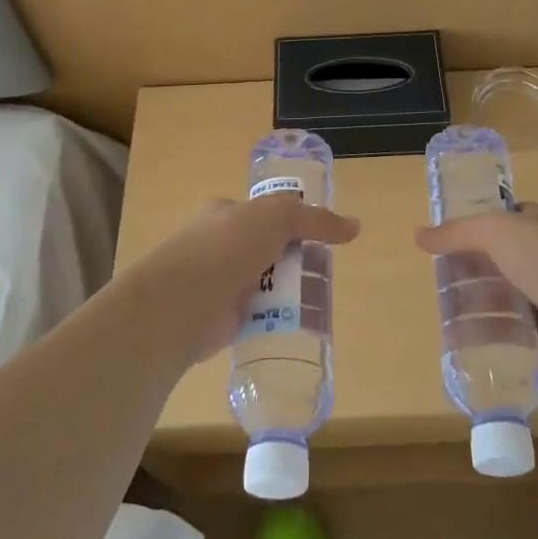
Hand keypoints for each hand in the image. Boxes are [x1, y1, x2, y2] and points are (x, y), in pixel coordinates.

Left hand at [126, 195, 358, 363]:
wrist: (183, 301)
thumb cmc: (226, 247)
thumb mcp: (276, 217)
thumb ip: (315, 219)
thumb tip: (354, 226)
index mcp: (224, 214)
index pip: (263, 212)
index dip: (291, 221)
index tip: (320, 235)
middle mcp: (219, 245)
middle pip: (268, 249)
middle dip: (294, 259)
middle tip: (325, 271)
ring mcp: (219, 283)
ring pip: (264, 284)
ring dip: (287, 291)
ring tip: (319, 301)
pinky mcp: (222, 319)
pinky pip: (258, 316)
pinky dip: (275, 319)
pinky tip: (298, 325)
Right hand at [414, 203, 537, 374]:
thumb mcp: (495, 231)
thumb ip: (457, 233)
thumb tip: (418, 235)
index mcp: (535, 222)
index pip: (499, 220)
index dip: (470, 228)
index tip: (440, 240)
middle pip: (493, 260)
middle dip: (464, 268)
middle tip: (433, 278)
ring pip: (496, 295)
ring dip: (469, 302)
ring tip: (438, 311)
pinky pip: (505, 329)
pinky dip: (481, 333)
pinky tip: (454, 339)